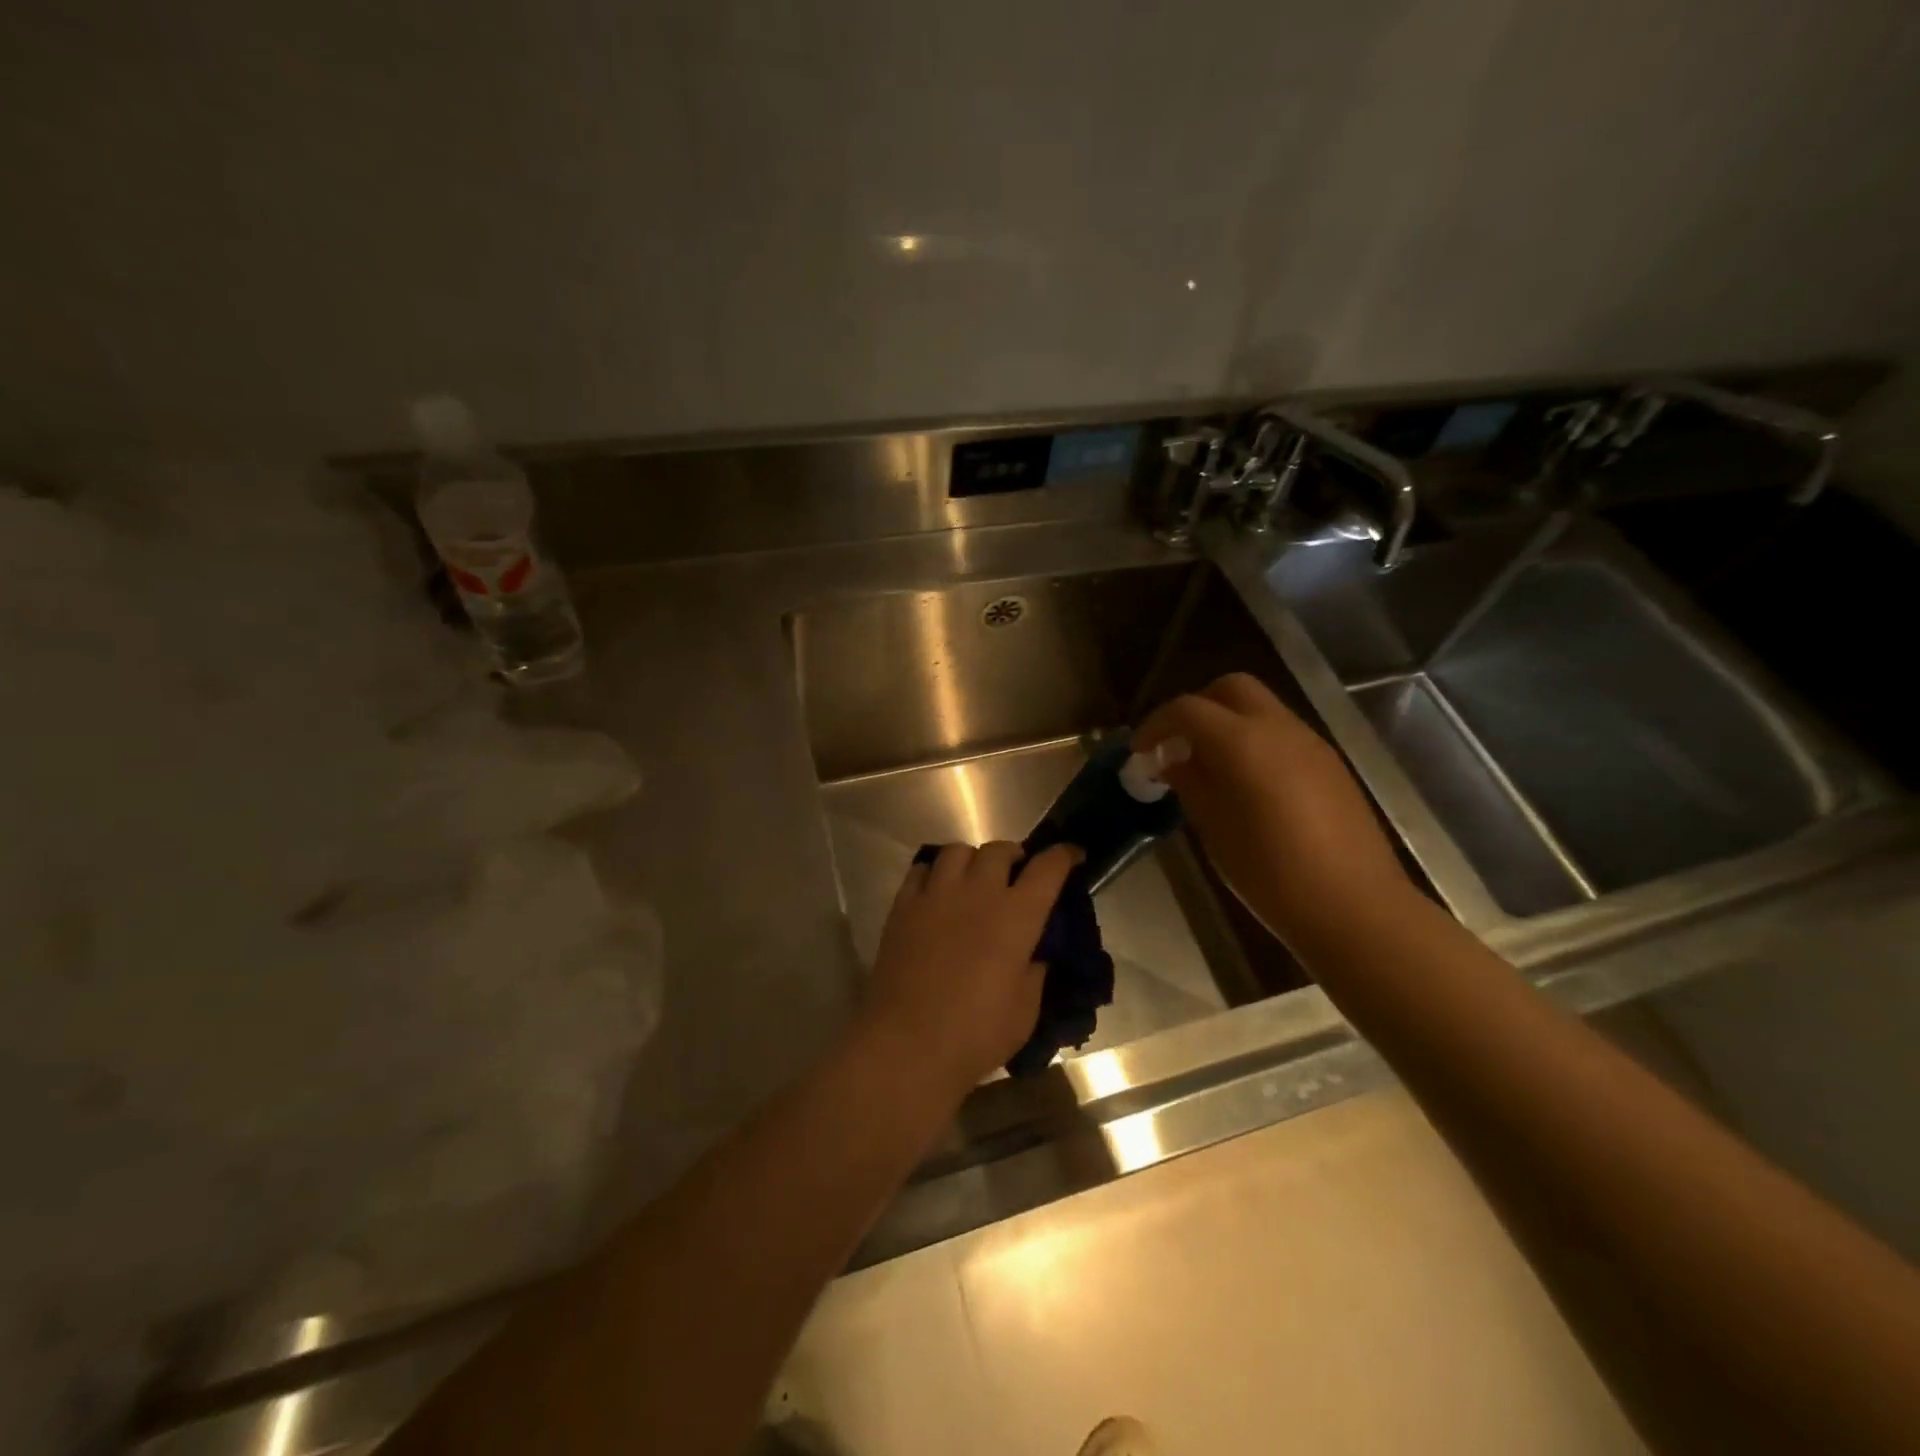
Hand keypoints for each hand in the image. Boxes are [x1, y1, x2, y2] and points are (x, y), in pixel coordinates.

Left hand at [859, 842, 1079, 1100]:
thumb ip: (1035, 971)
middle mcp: (977, 893)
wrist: (907, 1045)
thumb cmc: (976, 1034)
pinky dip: (935, 872)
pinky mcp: (903, 906)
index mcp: (1016, 916)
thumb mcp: (1026, 1010)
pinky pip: (921, 870)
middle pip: (999, 849)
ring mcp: (936, 895)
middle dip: (1014, 856)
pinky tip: (938, 891)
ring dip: (973, 859)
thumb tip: (1035, 952)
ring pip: (957, 850)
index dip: (1064, 856)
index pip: (1048, 868)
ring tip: (974, 879)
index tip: (1072, 855)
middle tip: (1016, 875)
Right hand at [1136, 673, 1413, 949]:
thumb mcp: (1213, 828)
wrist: (1354, 906)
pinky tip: (1247, 785)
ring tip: (1209, 768)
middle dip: (1197, 708)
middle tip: (1177, 745)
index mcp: (1242, 742)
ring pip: (1261, 709)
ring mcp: (1311, 743)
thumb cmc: (1269, 872)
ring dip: (1228, 724)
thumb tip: (1174, 761)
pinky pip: (1283, 735)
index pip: (1187, 709)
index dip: (1156, 725)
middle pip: (1230, 688)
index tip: (1140, 752)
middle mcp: (1278, 728)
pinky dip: (1255, 743)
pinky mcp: (1331, 764)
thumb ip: (1190, 783)